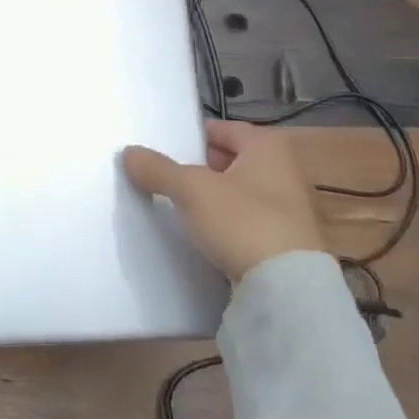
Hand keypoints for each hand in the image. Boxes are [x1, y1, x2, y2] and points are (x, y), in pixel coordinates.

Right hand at [123, 120, 324, 280]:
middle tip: (167, 176)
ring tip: (179, 206)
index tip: (166, 148)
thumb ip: (159, 169)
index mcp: (267, 147)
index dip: (194, 136)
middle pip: (232, 161)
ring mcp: (289, 210)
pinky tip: (203, 235)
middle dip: (201, 167)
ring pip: (238, 193)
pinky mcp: (285, 244)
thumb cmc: (242, 221)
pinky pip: (246, 222)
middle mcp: (284, 172)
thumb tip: (129, 153)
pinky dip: (226, 224)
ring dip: (212, 198)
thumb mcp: (191, 190)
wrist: (287, 290)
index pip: (224, 128)